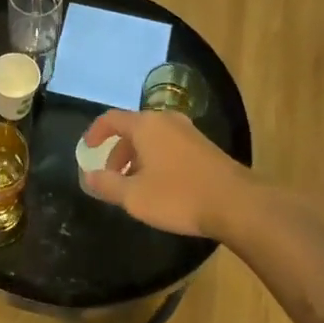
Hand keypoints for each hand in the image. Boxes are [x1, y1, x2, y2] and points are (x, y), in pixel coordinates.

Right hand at [80, 109, 255, 238]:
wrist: (237, 204)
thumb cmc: (178, 196)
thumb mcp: (135, 196)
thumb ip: (107, 184)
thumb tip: (88, 176)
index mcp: (146, 125)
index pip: (111, 119)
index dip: (95, 132)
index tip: (87, 149)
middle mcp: (167, 120)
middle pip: (133, 129)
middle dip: (118, 152)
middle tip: (111, 177)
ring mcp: (188, 132)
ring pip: (152, 139)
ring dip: (137, 158)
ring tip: (135, 186)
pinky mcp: (204, 147)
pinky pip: (170, 146)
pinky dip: (156, 160)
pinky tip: (161, 187)